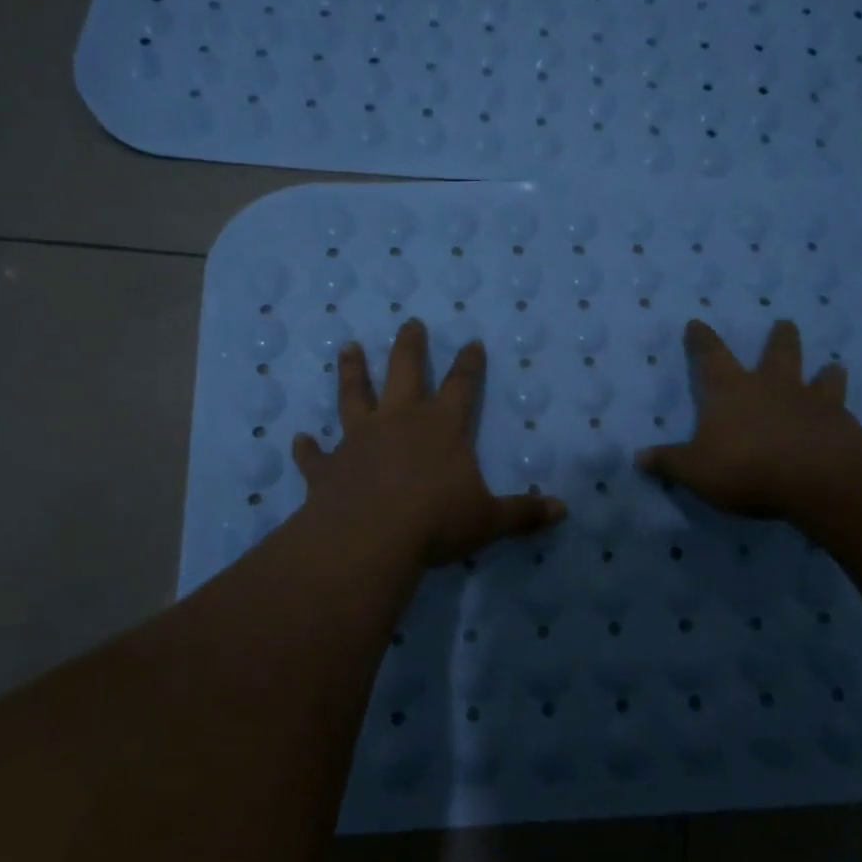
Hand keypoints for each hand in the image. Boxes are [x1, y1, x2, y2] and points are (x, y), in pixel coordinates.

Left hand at [292, 318, 566, 567]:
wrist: (369, 538)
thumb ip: (523, 513)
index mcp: (442, 428)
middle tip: (409, 323)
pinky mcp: (329, 467)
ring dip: (351, 372)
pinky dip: (307, 448)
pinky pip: (315, 454)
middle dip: (409, 347)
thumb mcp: (488, 520)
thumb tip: (562, 510)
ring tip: (347, 348)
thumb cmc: (435, 522)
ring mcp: (360, 440)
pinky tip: (298, 439)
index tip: (472, 342)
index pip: (462, 386)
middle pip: (405, 372)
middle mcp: (400, 422)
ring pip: (354, 396)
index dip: (469, 364)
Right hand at [635, 318, 861, 520]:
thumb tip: (639, 457)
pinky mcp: (843, 425)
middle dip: (778, 338)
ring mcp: (812, 403)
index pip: (711, 356)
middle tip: (785, 322)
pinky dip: (844, 410)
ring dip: (824, 372)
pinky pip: (844, 411)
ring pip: (819, 377)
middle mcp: (772, 387)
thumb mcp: (695, 470)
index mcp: (731, 390)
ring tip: (833, 365)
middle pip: (776, 354)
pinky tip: (849, 415)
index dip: (701, 340)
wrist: (819, 478)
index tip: (697, 322)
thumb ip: (669, 462)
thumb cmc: (747, 467)